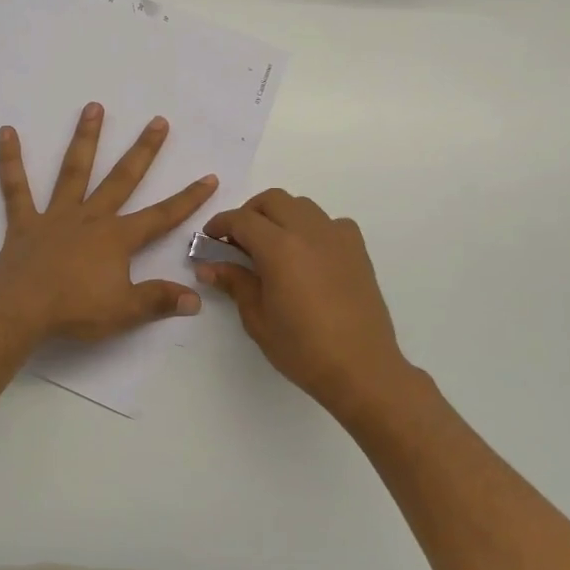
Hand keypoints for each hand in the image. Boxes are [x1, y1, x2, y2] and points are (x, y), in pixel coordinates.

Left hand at [0, 102, 218, 342]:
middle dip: (144, 151)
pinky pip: (16, 187)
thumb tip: (196, 298)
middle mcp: (90, 217)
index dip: (188, 199)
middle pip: (122, 179)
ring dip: (86, 138)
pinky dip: (10, 160)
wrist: (21, 309)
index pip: (161, 216)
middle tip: (158, 121)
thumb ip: (159, 300)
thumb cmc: (75, 309)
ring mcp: (56, 216)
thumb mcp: (125, 311)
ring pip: (74, 170)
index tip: (209, 177)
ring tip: (94, 107)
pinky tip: (6, 133)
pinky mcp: (24, 222)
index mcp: (117, 238)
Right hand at [198, 190, 418, 417]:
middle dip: (250, 213)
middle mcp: (309, 232)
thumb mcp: (257, 319)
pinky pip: (330, 223)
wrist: (361, 368)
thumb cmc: (302, 348)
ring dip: (280, 216)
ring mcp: (337, 237)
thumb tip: (209, 266)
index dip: (221, 224)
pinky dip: (312, 227)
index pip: (242, 220)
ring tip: (271, 245)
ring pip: (302, 206)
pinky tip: (308, 254)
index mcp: (279, 248)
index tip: (209, 238)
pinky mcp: (357, 250)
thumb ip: (235, 283)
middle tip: (238, 240)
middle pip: (273, 200)